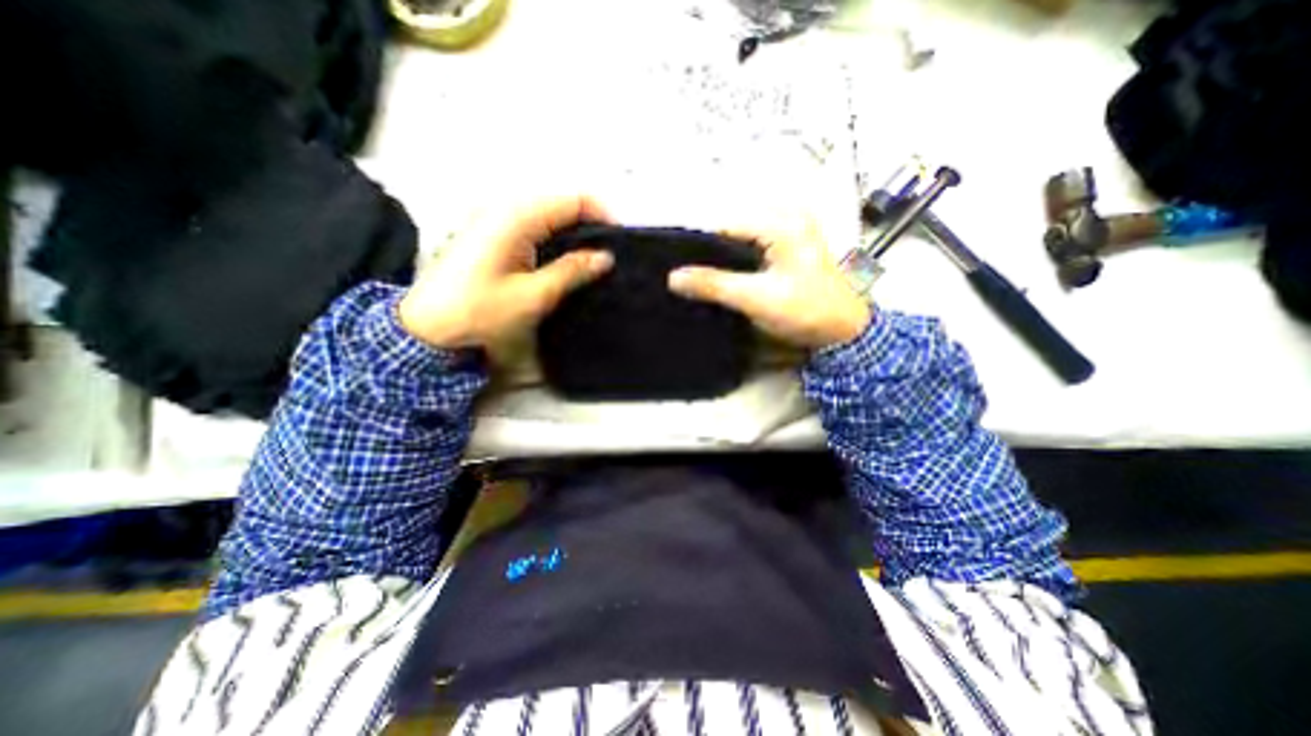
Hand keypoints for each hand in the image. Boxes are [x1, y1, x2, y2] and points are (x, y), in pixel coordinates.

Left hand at [401, 195, 615, 349]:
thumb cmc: (479, 312)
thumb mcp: (532, 296)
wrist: (426, 328)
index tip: (621, 241)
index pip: (572, 200)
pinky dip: (556, 239)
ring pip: (548, 215)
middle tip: (610, 254)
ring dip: (574, 232)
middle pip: (561, 204)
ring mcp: (495, 221)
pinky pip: (534, 227)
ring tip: (594, 259)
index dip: (602, 214)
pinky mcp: (491, 235)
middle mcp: (505, 209)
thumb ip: (571, 272)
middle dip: (590, 223)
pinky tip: (565, 260)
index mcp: (516, 218)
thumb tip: (605, 256)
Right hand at [669, 212, 874, 349]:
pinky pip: (751, 248)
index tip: (678, 270)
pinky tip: (724, 279)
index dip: (698, 247)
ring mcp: (789, 231)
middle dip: (709, 253)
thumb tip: (674, 277)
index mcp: (781, 221)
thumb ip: (714, 284)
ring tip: (702, 281)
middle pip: (731, 230)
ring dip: (721, 259)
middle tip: (689, 279)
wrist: (843, 332)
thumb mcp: (756, 297)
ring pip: (740, 240)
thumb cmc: (805, 310)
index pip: (725, 225)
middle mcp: (786, 217)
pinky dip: (736, 262)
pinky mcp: (788, 247)